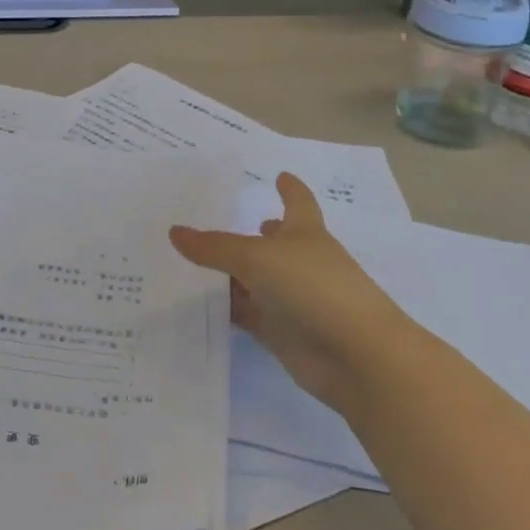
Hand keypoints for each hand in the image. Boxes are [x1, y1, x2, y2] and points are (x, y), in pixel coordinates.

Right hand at [170, 175, 405, 411]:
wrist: (355, 355)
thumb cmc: (313, 287)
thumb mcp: (257, 258)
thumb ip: (214, 247)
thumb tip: (174, 231)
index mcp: (304, 232)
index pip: (297, 202)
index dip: (289, 188)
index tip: (280, 174)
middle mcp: (298, 262)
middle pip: (270, 242)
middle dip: (251, 233)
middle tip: (212, 220)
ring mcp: (291, 298)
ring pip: (253, 280)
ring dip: (229, 273)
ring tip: (189, 260)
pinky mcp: (281, 332)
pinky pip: (246, 313)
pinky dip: (226, 308)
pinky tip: (197, 302)